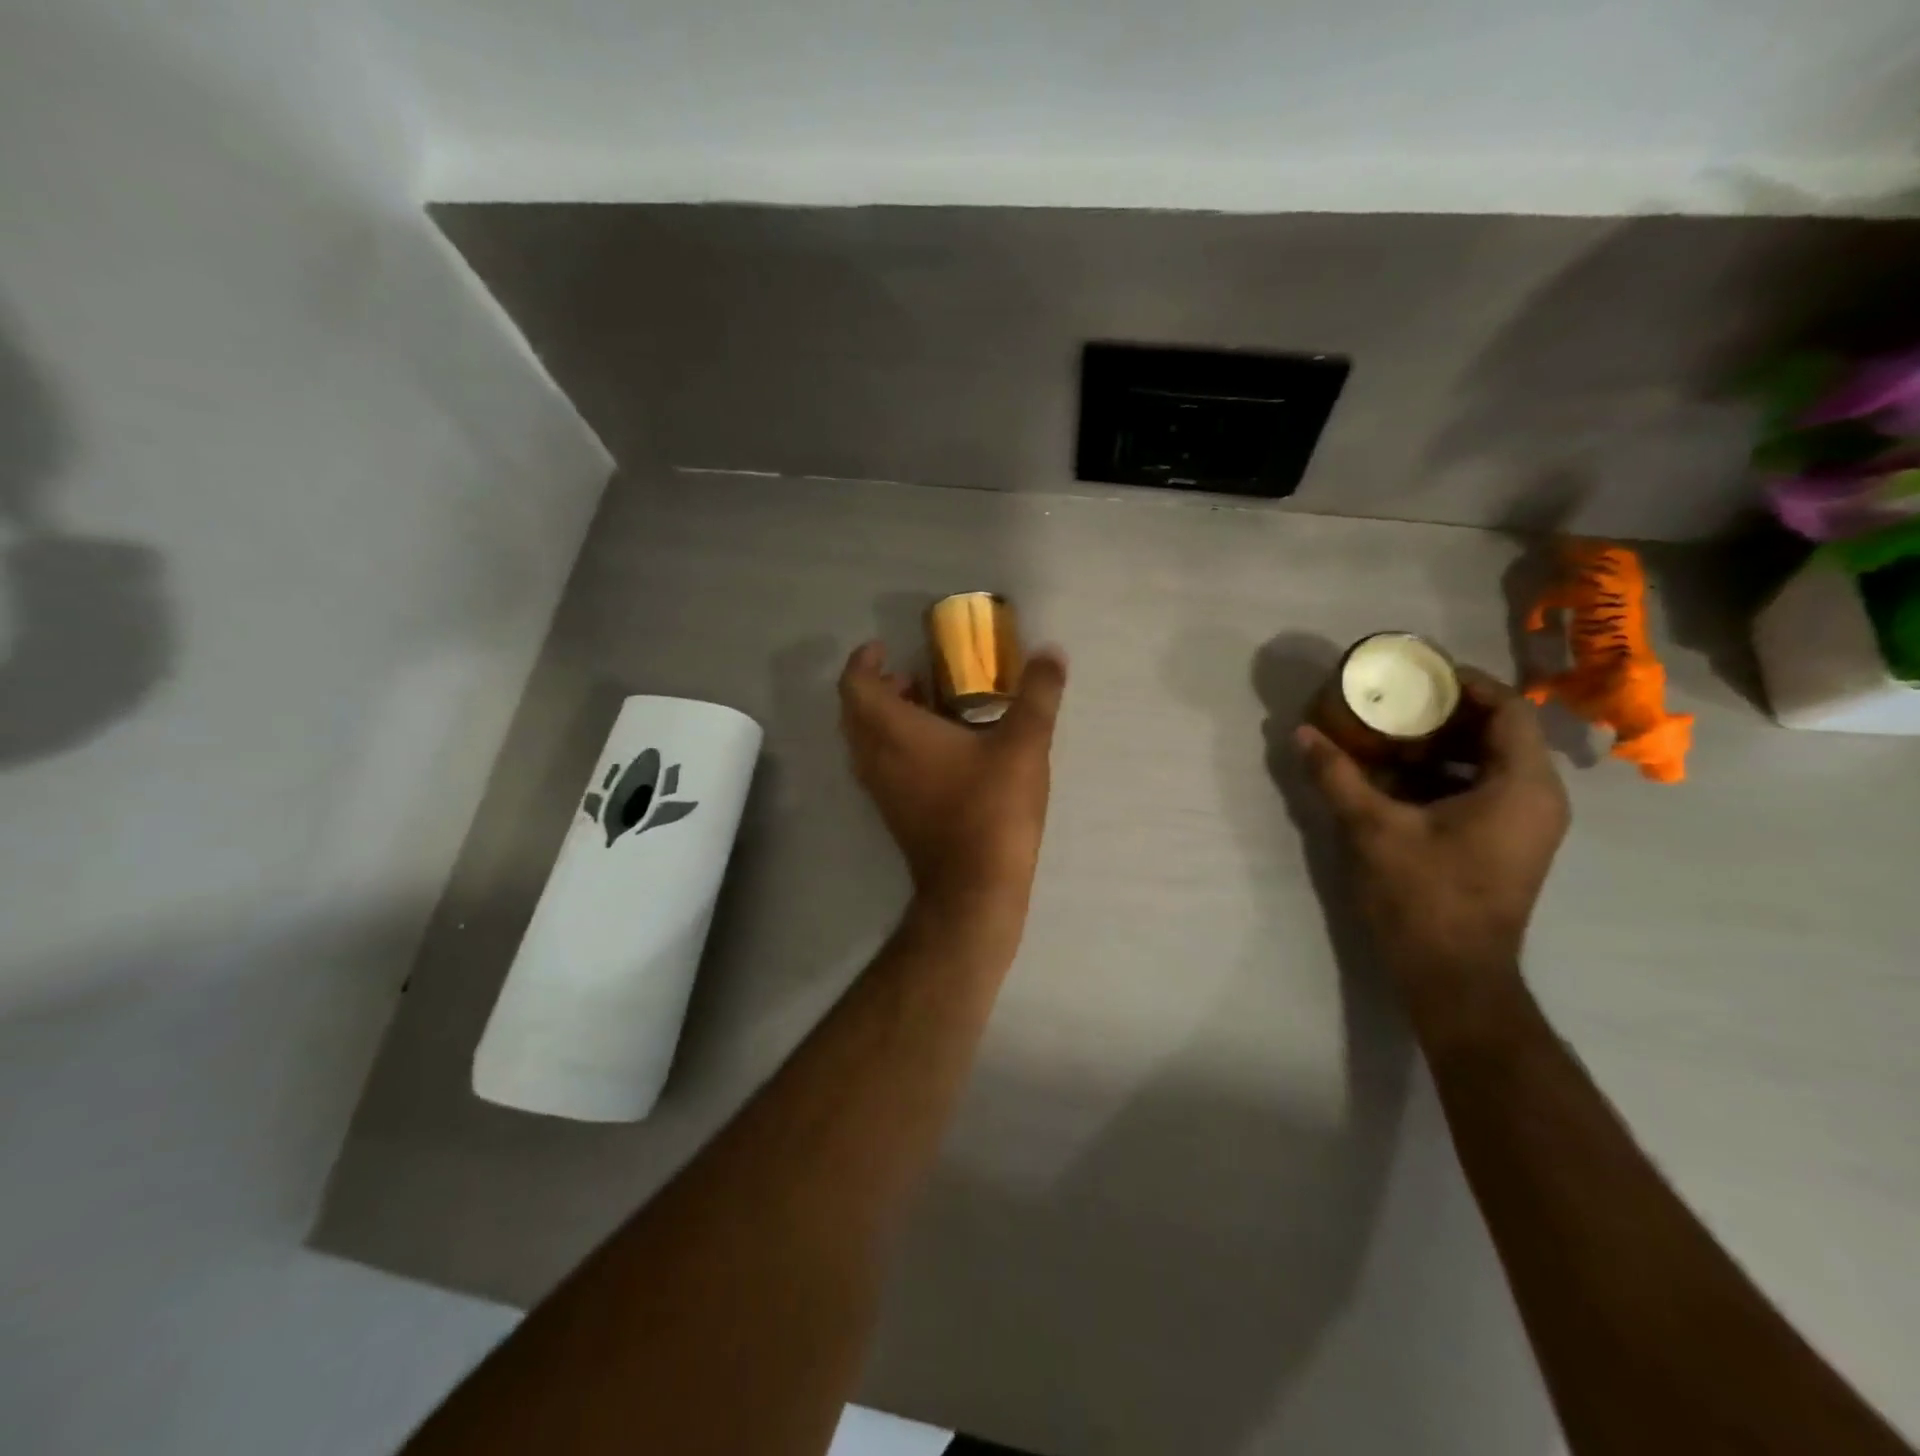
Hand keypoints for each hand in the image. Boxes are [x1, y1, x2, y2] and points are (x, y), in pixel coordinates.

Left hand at [838, 640, 1067, 917]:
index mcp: (895, 733)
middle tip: (911, 675)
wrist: (973, 887)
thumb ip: (1037, 695)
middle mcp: (876, 758)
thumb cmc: (991, 809)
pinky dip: (892, 744)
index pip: (855, 686)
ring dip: (883, 716)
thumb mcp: (1024, 745)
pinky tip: (937, 749)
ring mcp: (880, 790)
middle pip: (854, 712)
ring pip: (864, 741)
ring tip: (925, 705)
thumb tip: (1051, 652)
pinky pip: (878, 764)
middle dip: (876, 686)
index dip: (862, 661)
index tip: (884, 648)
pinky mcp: (893, 813)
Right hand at [1295, 668, 1569, 1006]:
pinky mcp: (1506, 844)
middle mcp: (1537, 799)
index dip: (1467, 683)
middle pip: (1500, 733)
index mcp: (1522, 787)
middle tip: (1393, 702)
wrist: (1453, 975)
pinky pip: (1482, 790)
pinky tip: (1395, 778)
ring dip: (1441, 746)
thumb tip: (1302, 733)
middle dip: (1445, 714)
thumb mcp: (1373, 829)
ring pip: (1490, 763)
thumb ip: (1338, 776)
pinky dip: (1443, 775)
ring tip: (1387, 735)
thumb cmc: (1423, 896)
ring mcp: (1525, 825)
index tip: (1419, 673)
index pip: (1509, 710)